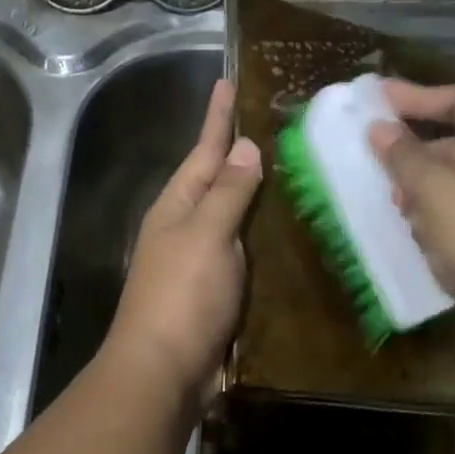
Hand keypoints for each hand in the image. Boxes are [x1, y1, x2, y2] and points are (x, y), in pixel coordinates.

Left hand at [105, 78, 262, 406]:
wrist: (164, 371)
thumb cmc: (183, 296)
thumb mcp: (207, 235)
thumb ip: (228, 192)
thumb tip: (245, 147)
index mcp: (177, 206)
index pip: (204, 149)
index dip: (218, 117)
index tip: (229, 81)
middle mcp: (186, 226)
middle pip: (217, 179)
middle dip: (240, 152)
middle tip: (276, 123)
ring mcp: (200, 259)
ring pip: (233, 215)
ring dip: (255, 193)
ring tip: (290, 167)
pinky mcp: (217, 289)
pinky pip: (244, 250)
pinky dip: (262, 235)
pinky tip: (286, 230)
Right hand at [369, 80, 454, 369]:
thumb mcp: (440, 191)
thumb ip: (406, 157)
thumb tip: (379, 128)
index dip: (419, 96)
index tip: (375, 98)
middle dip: (416, 160)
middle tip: (373, 165)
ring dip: (424, 201)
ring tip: (396, 210)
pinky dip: (439, 232)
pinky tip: (420, 245)